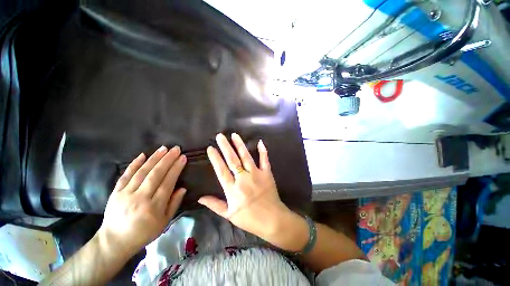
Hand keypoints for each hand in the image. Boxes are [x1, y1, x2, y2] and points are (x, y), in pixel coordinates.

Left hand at [97, 146, 186, 257]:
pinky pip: (125, 175)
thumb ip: (174, 204)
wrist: (114, 241)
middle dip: (167, 159)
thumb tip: (183, 188)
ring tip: (164, 148)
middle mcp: (140, 198)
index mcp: (154, 207)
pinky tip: (143, 155)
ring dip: (154, 158)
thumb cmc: (144, 233)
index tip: (183, 158)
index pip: (168, 182)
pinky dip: (134, 164)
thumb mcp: (164, 222)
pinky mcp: (115, 192)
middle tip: (176, 148)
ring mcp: (126, 194)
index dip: (176, 169)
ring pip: (142, 172)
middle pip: (156, 174)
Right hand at [198, 133, 304, 249]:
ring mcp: (256, 174)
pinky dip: (263, 151)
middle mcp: (243, 179)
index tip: (210, 148)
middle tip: (220, 136)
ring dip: (240, 145)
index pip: (221, 170)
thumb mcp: (229, 215)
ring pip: (246, 157)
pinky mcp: (267, 174)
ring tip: (234, 135)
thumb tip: (200, 198)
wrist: (272, 220)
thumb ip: (215, 205)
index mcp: (233, 189)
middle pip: (232, 160)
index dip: (215, 158)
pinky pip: (264, 160)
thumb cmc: (249, 219)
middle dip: (225, 147)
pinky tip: (259, 142)